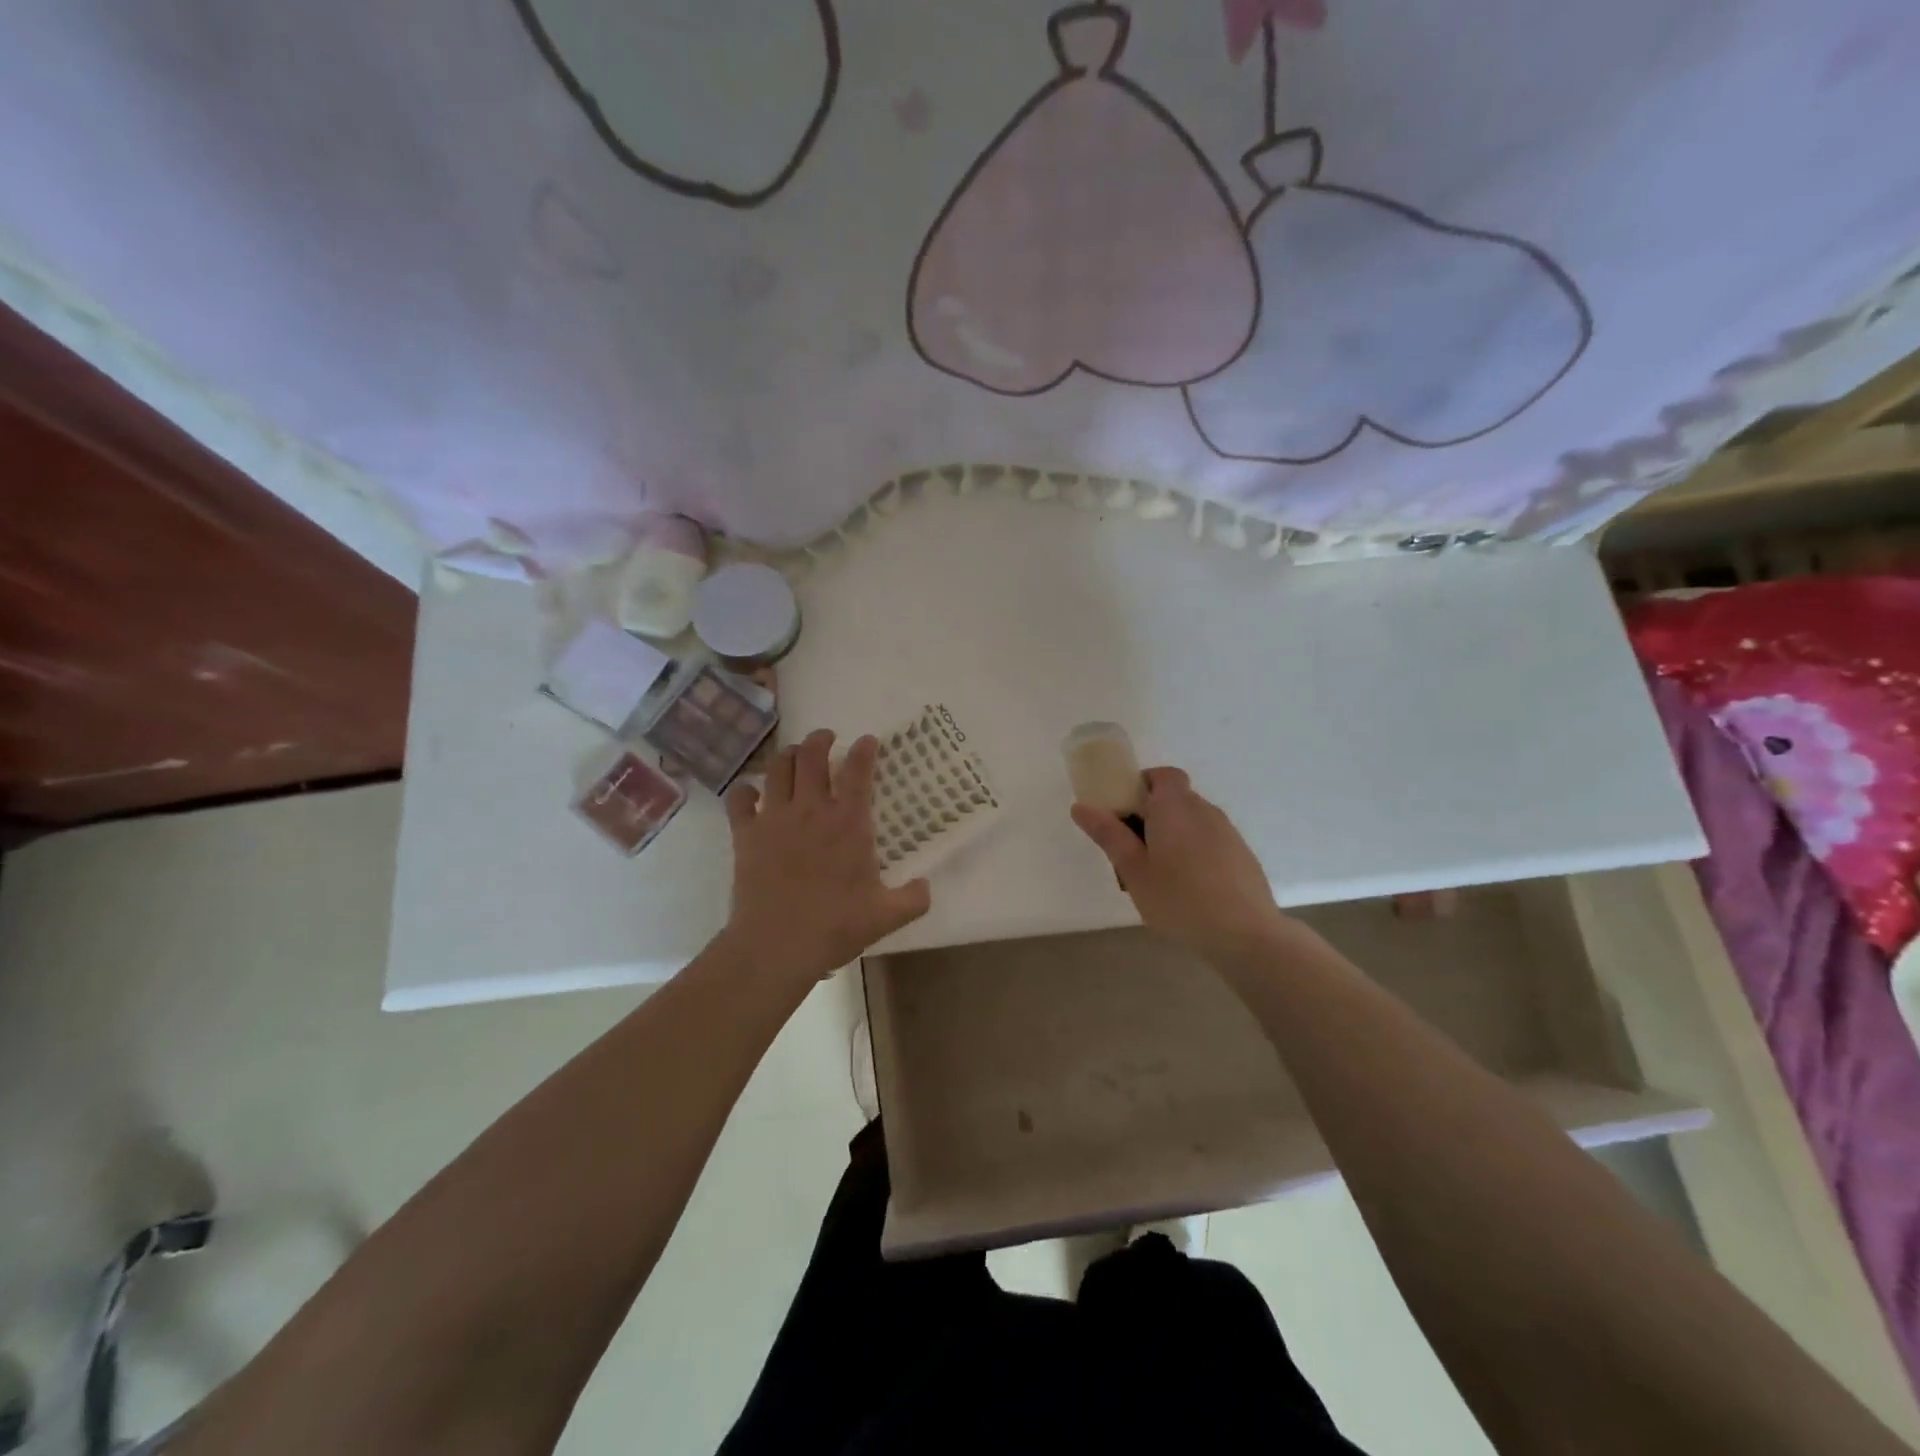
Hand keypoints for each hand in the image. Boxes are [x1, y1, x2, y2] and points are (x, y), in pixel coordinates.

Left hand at [719, 730, 930, 986]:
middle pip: (811, 756)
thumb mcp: (886, 916)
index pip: (857, 771)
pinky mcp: (745, 834)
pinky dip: (744, 791)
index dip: (863, 750)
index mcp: (848, 822)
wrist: (777, 944)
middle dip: (820, 740)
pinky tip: (750, 793)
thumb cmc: (834, 925)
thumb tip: (926, 887)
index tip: (867, 740)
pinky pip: (739, 800)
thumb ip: (913, 899)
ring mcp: (774, 818)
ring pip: (777, 768)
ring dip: (787, 755)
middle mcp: (811, 809)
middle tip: (826, 738)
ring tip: (793, 754)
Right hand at [1071, 766, 1290, 960]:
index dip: (1142, 785)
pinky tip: (1189, 888)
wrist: (1246, 935)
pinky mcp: (1242, 855)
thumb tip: (1081, 806)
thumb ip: (1109, 835)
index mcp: (1174, 806)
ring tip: (1159, 875)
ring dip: (1173, 835)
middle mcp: (1204, 810)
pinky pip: (1210, 841)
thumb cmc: (1179, 899)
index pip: (1162, 775)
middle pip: (1175, 798)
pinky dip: (1194, 852)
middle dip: (1152, 815)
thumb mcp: (1133, 870)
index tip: (1124, 811)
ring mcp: (1228, 832)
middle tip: (1133, 851)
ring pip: (1193, 821)